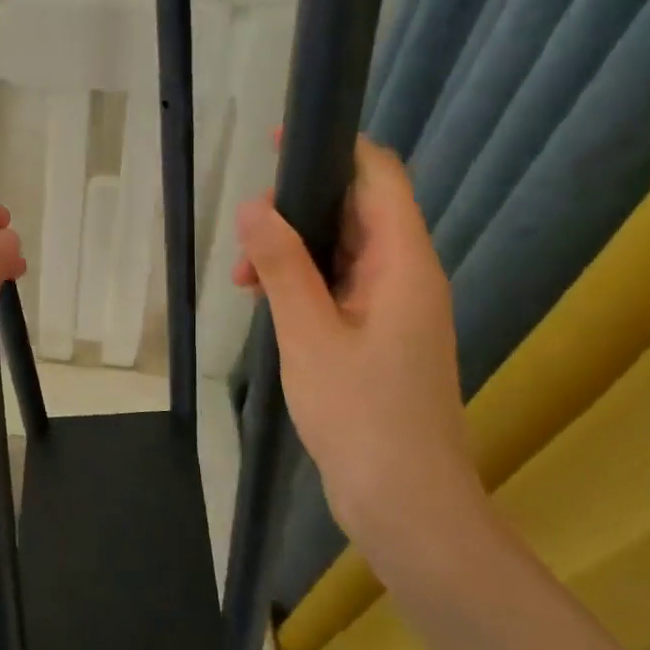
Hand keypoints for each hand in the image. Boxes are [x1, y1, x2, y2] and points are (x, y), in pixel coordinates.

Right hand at [232, 135, 482, 574]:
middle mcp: (407, 275)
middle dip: (297, 209)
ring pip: (342, 251)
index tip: (277, 143)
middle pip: (356, 210)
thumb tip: (254, 204)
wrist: (407, 506)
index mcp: (404, 263)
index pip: (379, 176)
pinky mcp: (380, 334)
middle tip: (245, 229)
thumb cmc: (361, 416)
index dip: (333, 148)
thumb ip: (281, 264)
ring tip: (243, 277)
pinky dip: (302, 283)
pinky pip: (340, 286)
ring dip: (293, 251)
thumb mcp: (308, 334)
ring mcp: (395, 307)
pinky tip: (264, 301)